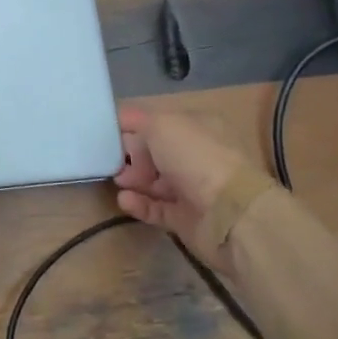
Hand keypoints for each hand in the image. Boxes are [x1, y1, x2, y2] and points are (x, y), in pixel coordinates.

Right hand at [111, 102, 275, 263]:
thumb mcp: (160, 124)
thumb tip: (122, 126)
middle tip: (113, 162)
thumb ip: (136, 120)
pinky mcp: (187, 219)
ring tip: (119, 183)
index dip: (132, 126)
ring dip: (133, 180)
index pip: (157, 122)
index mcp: (196, 126)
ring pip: (154, 181)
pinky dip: (139, 204)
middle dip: (130, 156)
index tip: (106, 133)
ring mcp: (193, 188)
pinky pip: (157, 208)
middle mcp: (196, 155)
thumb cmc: (195, 157)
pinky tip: (125, 200)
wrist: (231, 214)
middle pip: (153, 152)